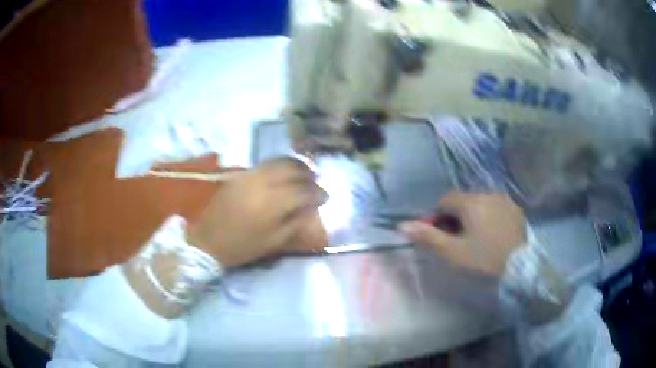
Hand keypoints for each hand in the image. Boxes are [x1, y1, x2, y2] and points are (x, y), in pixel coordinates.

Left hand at [185, 158, 327, 267]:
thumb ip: (295, 222)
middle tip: (316, 183)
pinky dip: (280, 165)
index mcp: (272, 203)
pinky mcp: (241, 173)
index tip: (326, 197)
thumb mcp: (272, 241)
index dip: (318, 192)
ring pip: (279, 161)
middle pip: (292, 169)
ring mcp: (250, 175)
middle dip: (309, 174)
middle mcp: (263, 182)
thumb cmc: (241, 246)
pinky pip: (266, 163)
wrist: (206, 239)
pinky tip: (284, 174)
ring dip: (296, 166)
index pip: (303, 190)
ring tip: (304, 175)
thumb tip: (311, 208)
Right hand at [400, 192, 525, 276]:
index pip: (445, 200)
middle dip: (455, 216)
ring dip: (472, 214)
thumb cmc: (484, 259)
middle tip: (456, 239)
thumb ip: (428, 237)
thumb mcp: (453, 252)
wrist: (520, 267)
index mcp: (471, 202)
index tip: (439, 235)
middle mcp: (488, 193)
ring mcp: (504, 199)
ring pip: (479, 202)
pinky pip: (495, 206)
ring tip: (475, 236)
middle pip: (462, 200)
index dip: (437, 216)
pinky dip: (488, 215)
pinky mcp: (515, 208)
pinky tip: (491, 233)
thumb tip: (402, 225)